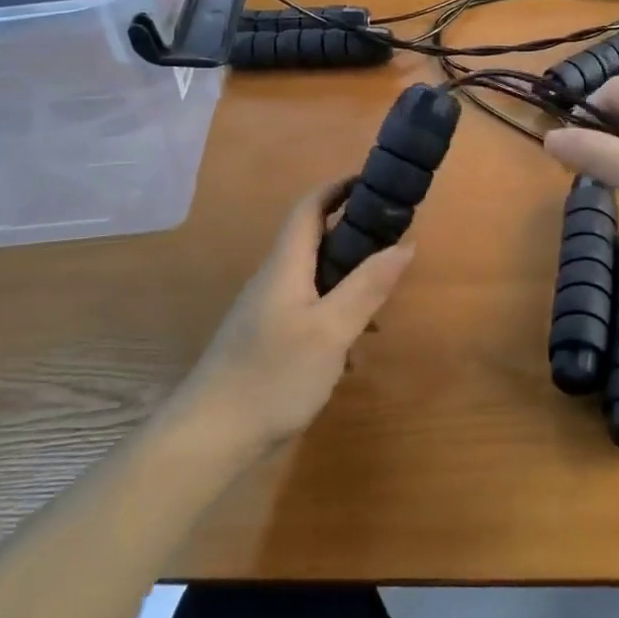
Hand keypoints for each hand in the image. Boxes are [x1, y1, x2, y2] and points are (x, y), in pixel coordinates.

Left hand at [174, 180, 413, 450]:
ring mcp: (269, 311)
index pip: (309, 207)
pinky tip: (354, 348)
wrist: (212, 434)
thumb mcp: (331, 330)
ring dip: (349, 279)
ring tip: (384, 301)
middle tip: (394, 242)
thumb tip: (406, 243)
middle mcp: (275, 280)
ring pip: (315, 278)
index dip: (339, 187)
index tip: (375, 182)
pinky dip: (337, 313)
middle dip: (354, 233)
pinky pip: (310, 309)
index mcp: (286, 265)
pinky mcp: (268, 340)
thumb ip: (368, 286)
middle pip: (314, 240)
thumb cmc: (273, 374)